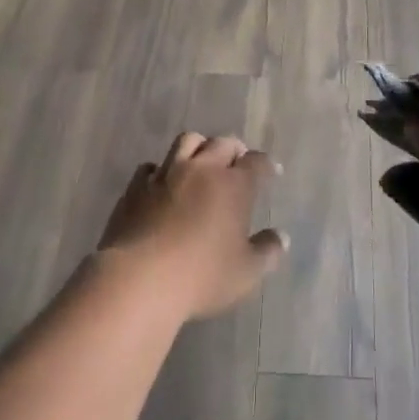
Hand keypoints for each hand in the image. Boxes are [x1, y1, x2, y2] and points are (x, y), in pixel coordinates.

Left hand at [98, 133, 285, 320]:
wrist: (139, 278)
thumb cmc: (201, 275)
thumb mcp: (246, 272)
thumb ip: (267, 252)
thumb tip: (281, 238)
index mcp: (233, 185)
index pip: (255, 162)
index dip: (266, 165)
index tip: (272, 171)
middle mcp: (201, 169)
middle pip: (222, 143)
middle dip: (234, 149)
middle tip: (238, 162)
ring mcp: (166, 174)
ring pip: (187, 142)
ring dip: (200, 147)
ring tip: (203, 161)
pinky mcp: (137, 186)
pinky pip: (152, 166)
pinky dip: (163, 170)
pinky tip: (163, 183)